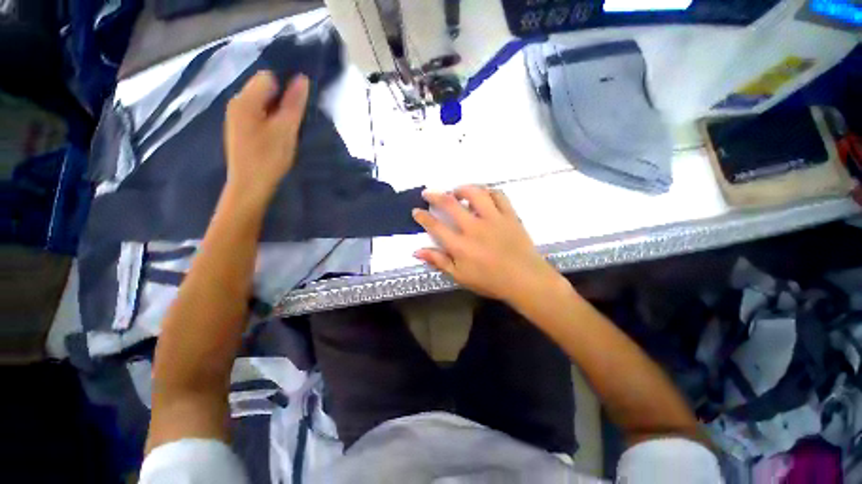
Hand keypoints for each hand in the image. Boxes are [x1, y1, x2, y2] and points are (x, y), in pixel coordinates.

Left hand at [224, 71, 308, 202]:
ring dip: (276, 113)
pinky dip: (269, 121)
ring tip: (284, 133)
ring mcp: (236, 117)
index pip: (268, 77)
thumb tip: (302, 78)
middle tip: (291, 124)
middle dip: (281, 102)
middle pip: (263, 90)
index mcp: (245, 100)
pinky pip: (257, 115)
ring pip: (262, 104)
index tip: (295, 110)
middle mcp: (237, 103)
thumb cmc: (268, 158)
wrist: (250, 186)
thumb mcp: (285, 130)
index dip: (285, 90)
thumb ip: (294, 104)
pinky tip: (274, 138)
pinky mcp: (240, 129)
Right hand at [412, 185, 562, 306]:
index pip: (435, 226)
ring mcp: (493, 219)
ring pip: (475, 193)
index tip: (416, 211)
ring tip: (456, 192)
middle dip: (435, 196)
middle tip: (428, 193)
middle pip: (450, 204)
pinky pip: (499, 195)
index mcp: (460, 245)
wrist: (525, 279)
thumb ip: (439, 261)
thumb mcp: (460, 276)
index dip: (423, 217)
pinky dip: (489, 191)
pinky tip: (483, 195)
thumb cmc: (490, 281)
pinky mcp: (509, 215)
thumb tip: (417, 251)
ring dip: (462, 189)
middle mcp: (474, 227)